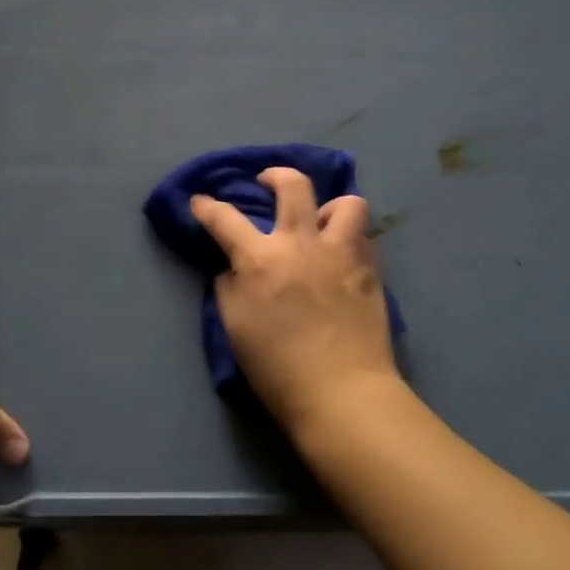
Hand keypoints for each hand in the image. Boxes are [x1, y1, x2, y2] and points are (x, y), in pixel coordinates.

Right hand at [190, 167, 400, 437]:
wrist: (343, 394)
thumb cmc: (278, 368)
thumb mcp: (235, 327)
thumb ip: (229, 286)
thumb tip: (234, 266)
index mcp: (261, 259)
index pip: (225, 219)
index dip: (207, 206)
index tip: (200, 201)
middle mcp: (302, 244)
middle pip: (293, 185)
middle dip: (275, 175)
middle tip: (267, 183)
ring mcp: (341, 253)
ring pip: (346, 202)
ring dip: (329, 206)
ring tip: (320, 222)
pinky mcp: (370, 271)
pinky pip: (362, 238)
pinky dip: (348, 239)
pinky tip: (340, 257)